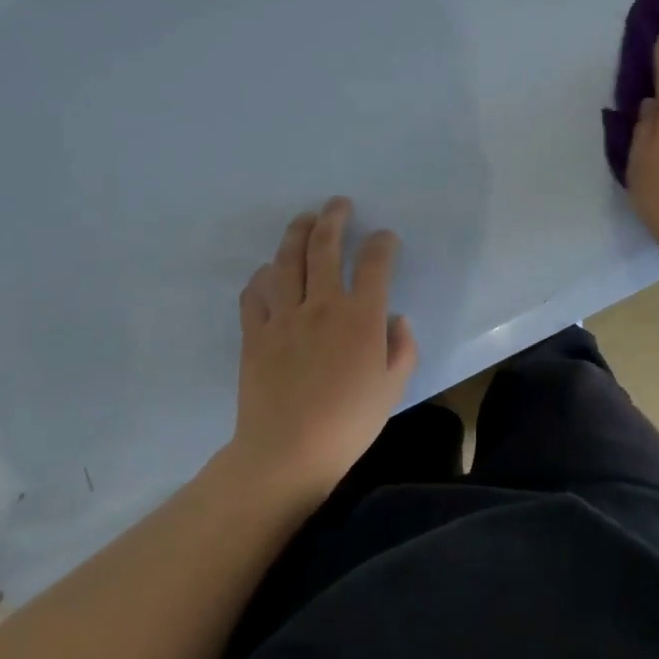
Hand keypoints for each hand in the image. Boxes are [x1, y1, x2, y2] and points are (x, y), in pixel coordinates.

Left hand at [228, 197, 417, 499]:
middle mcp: (322, 305)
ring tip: (304, 219)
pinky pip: (255, 293)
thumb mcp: (394, 388)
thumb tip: (396, 318)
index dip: (382, 242)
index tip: (384, 238)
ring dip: (297, 233)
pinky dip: (262, 277)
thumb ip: (402, 347)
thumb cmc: (349, 423)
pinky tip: (268, 273)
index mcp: (360, 317)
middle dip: (334, 218)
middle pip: (324, 246)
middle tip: (338, 204)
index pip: (374, 262)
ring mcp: (284, 316)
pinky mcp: (255, 333)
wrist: (286, 454)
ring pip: (287, 260)